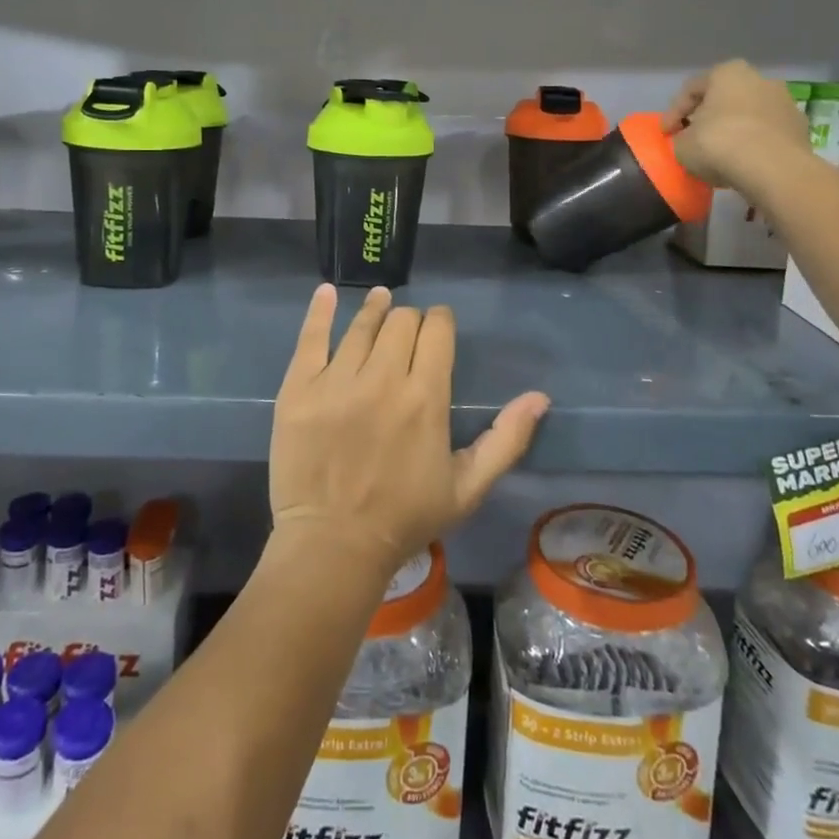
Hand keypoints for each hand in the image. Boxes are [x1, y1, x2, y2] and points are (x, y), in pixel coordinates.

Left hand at [269, 285, 548, 578]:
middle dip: (410, 319)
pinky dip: (320, 310)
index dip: (440, 321)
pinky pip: (310, 337)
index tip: (439, 325)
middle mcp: (382, 379)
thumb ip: (506, 440)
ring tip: (379, 299)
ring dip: (375, 308)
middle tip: (408, 330)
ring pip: (361, 325)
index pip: (436, 331)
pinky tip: (327, 292)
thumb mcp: (467, 488)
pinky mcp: (299, 388)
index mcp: (425, 398)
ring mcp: (336, 381)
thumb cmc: (405, 518)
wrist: (333, 545)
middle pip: (400, 321)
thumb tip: (539, 397)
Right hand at [661, 59, 812, 189]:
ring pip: (749, 115)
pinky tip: (743, 163)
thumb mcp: (682, 144)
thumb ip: (682, 137)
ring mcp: (785, 102)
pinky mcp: (800, 128)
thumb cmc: (719, 144)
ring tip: (720, 154)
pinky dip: (754, 144)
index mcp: (728, 73)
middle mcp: (760, 79)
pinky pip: (767, 134)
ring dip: (734, 130)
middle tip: (693, 138)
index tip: (665, 134)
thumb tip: (689, 139)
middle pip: (724, 98)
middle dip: (708, 117)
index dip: (673, 113)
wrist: (773, 169)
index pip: (691, 89)